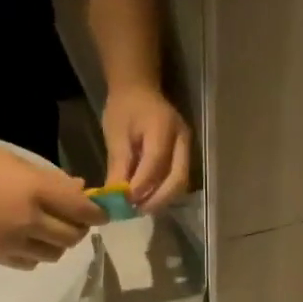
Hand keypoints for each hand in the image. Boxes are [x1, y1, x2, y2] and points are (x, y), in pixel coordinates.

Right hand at [0, 139, 103, 268]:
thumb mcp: (16, 162)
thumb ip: (51, 180)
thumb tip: (81, 190)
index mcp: (35, 190)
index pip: (80, 209)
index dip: (97, 213)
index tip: (102, 214)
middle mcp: (29, 220)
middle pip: (72, 236)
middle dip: (79, 229)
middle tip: (75, 221)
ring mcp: (13, 242)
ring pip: (55, 254)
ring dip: (59, 244)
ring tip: (50, 231)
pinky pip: (31, 264)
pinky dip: (38, 255)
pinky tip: (29, 242)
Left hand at [101, 87, 191, 211]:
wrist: (139, 89)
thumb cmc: (124, 109)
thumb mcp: (115, 135)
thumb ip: (118, 166)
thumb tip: (115, 199)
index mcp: (163, 127)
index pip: (156, 163)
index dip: (141, 186)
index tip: (124, 201)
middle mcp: (182, 139)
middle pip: (178, 179)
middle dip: (158, 200)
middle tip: (136, 211)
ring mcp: (187, 148)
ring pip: (180, 183)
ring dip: (162, 200)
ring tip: (140, 208)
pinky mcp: (185, 156)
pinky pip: (177, 180)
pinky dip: (163, 193)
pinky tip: (147, 199)